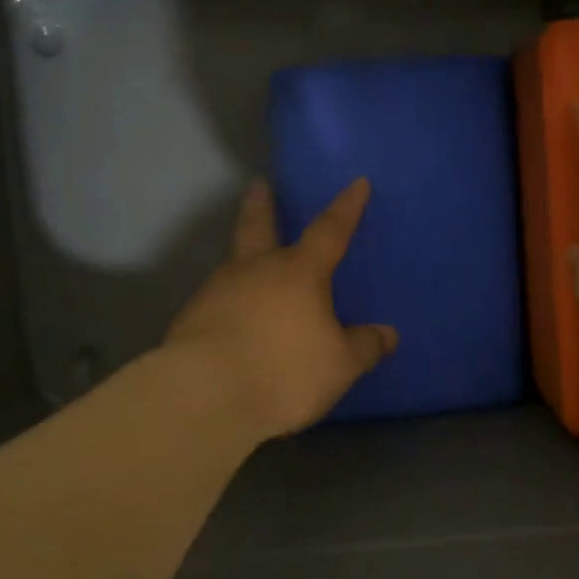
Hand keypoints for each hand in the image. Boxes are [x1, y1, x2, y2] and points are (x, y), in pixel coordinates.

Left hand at [166, 177, 397, 440]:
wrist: (205, 395)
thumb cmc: (284, 371)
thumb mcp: (339, 365)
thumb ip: (364, 347)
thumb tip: (388, 334)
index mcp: (298, 272)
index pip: (330, 230)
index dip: (346, 207)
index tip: (357, 183)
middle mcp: (255, 270)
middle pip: (258, 225)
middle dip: (262, 204)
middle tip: (258, 184)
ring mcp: (217, 290)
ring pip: (232, 263)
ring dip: (241, 257)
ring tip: (249, 265)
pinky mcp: (191, 318)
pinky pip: (217, 300)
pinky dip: (228, 301)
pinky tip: (232, 318)